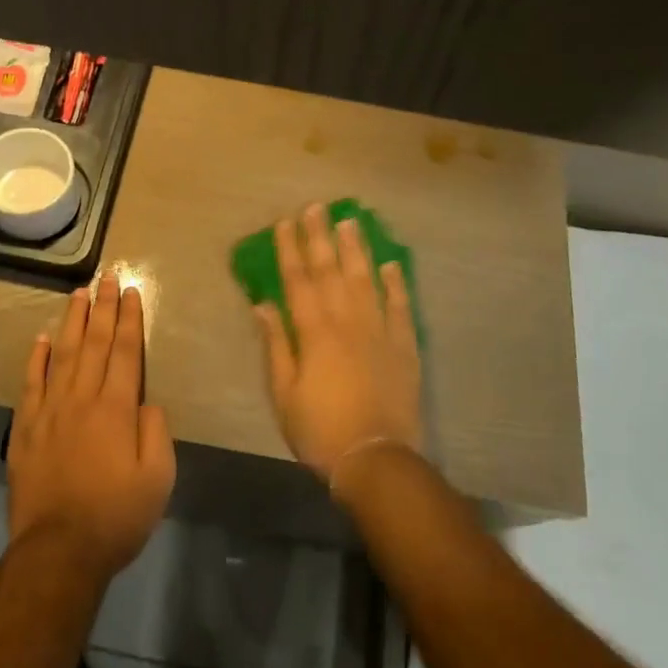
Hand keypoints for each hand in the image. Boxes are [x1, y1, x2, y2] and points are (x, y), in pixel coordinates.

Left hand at [7, 274, 175, 583]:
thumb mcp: (158, 478)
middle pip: (96, 343)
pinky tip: (42, 338)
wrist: (58, 552)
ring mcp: (50, 411)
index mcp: (117, 408)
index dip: (130, 319)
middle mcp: (82, 399)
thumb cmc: (116, 516)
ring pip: (63, 354)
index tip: (132, 291)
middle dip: (104, 307)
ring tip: (79, 294)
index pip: (126, 352)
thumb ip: (155, 431)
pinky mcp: (26, 429)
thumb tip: (147, 401)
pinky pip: (31, 383)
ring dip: (73, 321)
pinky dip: (37, 358)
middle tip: (108, 276)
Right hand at [254, 205, 422, 485]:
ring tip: (351, 222)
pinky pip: (400, 307)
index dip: (290, 250)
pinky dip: (396, 285)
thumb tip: (264, 305)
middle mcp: (347, 322)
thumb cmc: (320, 429)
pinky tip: (391, 265)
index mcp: (314, 332)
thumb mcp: (284, 393)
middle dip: (321, 237)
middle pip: (331, 271)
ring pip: (366, 280)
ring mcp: (379, 332)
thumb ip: (276, 346)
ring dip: (357, 250)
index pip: (298, 281)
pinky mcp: (404, 347)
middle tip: (316, 207)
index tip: (285, 223)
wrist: (375, 459)